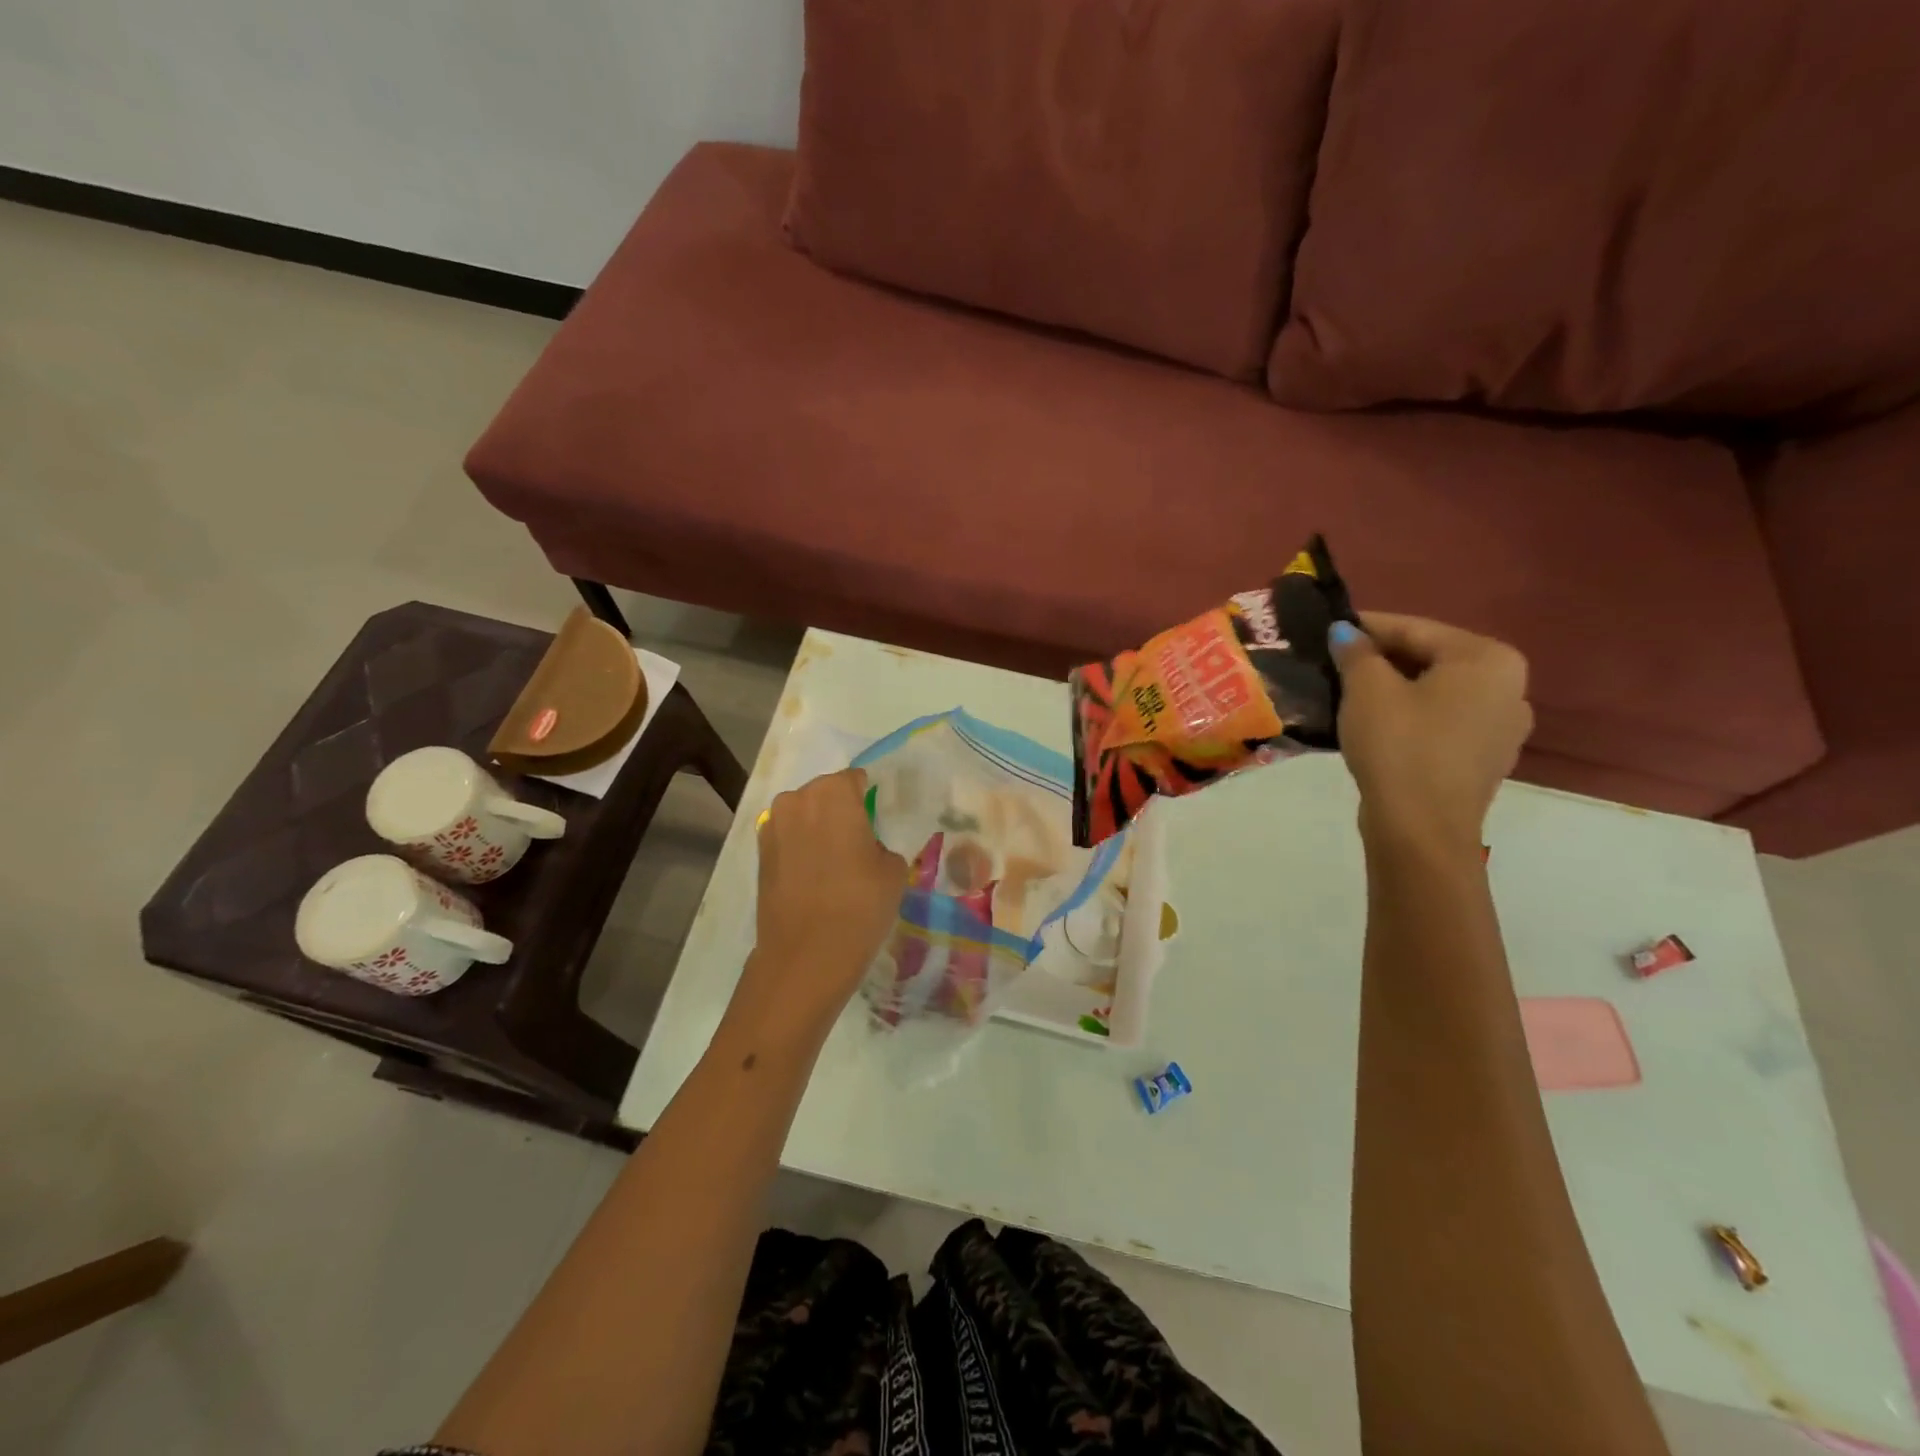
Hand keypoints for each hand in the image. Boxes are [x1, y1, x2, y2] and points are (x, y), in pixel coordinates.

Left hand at [732, 768, 906, 1039]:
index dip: (868, 798)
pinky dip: (801, 849)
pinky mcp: (759, 854)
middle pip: (825, 794)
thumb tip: (867, 847)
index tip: (878, 820)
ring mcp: (773, 826)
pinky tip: (815, 876)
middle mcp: (797, 799)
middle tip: (859, 842)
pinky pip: (788, 838)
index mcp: (834, 793)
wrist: (806, 955)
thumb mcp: (892, 870)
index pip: (855, 780)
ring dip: (818, 829)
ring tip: (836, 862)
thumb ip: (881, 844)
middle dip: (841, 811)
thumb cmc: (859, 904)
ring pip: (804, 815)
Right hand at [1329, 614, 1533, 852]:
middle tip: (1334, 661)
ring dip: (1393, 688)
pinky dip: (1409, 715)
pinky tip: (1375, 724)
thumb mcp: (1367, 690)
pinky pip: (1441, 721)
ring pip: (1435, 692)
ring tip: (1347, 691)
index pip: (1415, 629)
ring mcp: (1502, 726)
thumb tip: (1345, 632)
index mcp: (1488, 659)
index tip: (1328, 627)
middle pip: (1430, 659)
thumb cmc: (1399, 746)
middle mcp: (1509, 686)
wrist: (1421, 828)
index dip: (1366, 626)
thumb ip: (1356, 652)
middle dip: (1381, 658)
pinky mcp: (1483, 758)